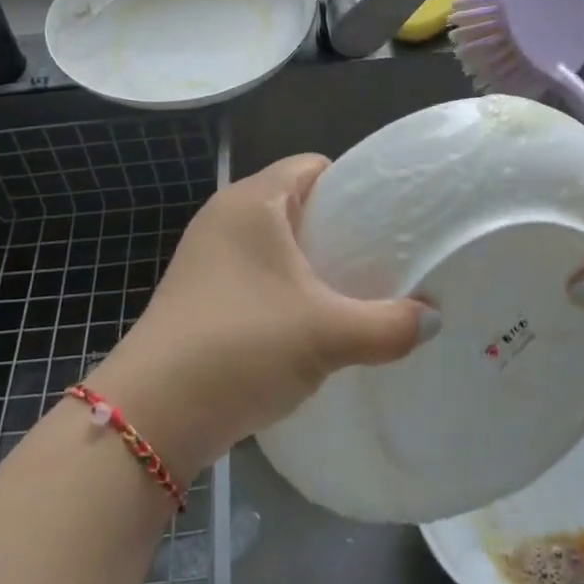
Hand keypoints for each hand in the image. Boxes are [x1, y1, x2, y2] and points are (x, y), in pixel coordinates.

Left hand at [84, 155, 438, 473]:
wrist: (151, 417)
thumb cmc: (241, 347)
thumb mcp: (327, 335)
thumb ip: (389, 325)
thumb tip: (433, 320)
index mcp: (252, 201)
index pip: (314, 166)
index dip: (355, 185)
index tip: (390, 220)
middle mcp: (226, 217)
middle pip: (298, 203)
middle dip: (340, 228)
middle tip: (382, 260)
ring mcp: (207, 257)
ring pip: (277, 243)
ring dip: (313, 264)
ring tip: (353, 293)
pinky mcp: (200, 293)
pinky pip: (256, 273)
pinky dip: (286, 288)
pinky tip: (311, 324)